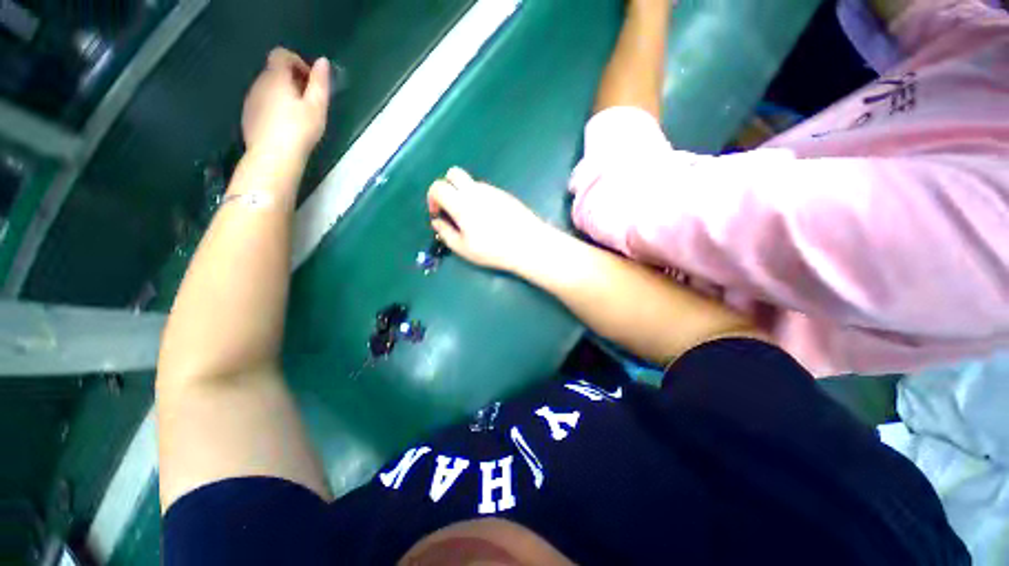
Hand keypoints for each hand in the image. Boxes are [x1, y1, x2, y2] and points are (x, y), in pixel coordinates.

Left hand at [242, 48, 329, 158]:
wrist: (273, 156)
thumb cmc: (299, 130)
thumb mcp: (317, 107)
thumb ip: (320, 83)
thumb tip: (323, 61)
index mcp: (276, 77)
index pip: (282, 54)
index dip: (298, 63)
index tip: (311, 82)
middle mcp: (259, 82)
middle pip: (275, 71)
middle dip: (292, 80)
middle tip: (309, 102)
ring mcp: (251, 99)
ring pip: (268, 87)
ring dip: (283, 94)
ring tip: (298, 116)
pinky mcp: (248, 115)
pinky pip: (262, 102)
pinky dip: (274, 106)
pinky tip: (284, 126)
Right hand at [427, 168, 552, 272]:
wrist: (529, 244)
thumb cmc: (494, 250)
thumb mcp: (464, 248)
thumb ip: (445, 233)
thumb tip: (437, 221)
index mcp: (462, 203)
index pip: (438, 187)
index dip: (432, 199)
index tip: (438, 214)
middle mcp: (476, 190)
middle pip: (453, 173)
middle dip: (446, 187)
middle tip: (451, 208)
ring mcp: (492, 190)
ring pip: (470, 182)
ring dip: (463, 194)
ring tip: (472, 218)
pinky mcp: (504, 194)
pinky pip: (485, 190)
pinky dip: (479, 198)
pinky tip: (488, 218)